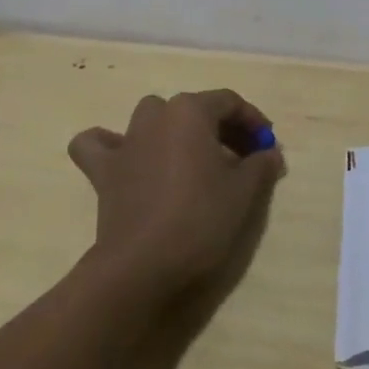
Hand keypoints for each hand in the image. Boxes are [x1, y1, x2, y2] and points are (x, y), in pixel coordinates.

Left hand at [68, 89, 283, 300]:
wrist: (141, 267)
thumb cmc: (199, 220)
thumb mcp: (243, 192)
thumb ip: (261, 165)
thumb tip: (270, 153)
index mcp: (190, 110)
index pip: (229, 102)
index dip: (252, 121)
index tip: (267, 146)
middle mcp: (157, 115)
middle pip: (194, 109)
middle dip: (221, 128)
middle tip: (242, 158)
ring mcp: (126, 141)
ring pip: (152, 117)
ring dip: (172, 129)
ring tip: (191, 157)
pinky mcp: (104, 171)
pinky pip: (99, 144)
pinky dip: (109, 144)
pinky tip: (124, 157)